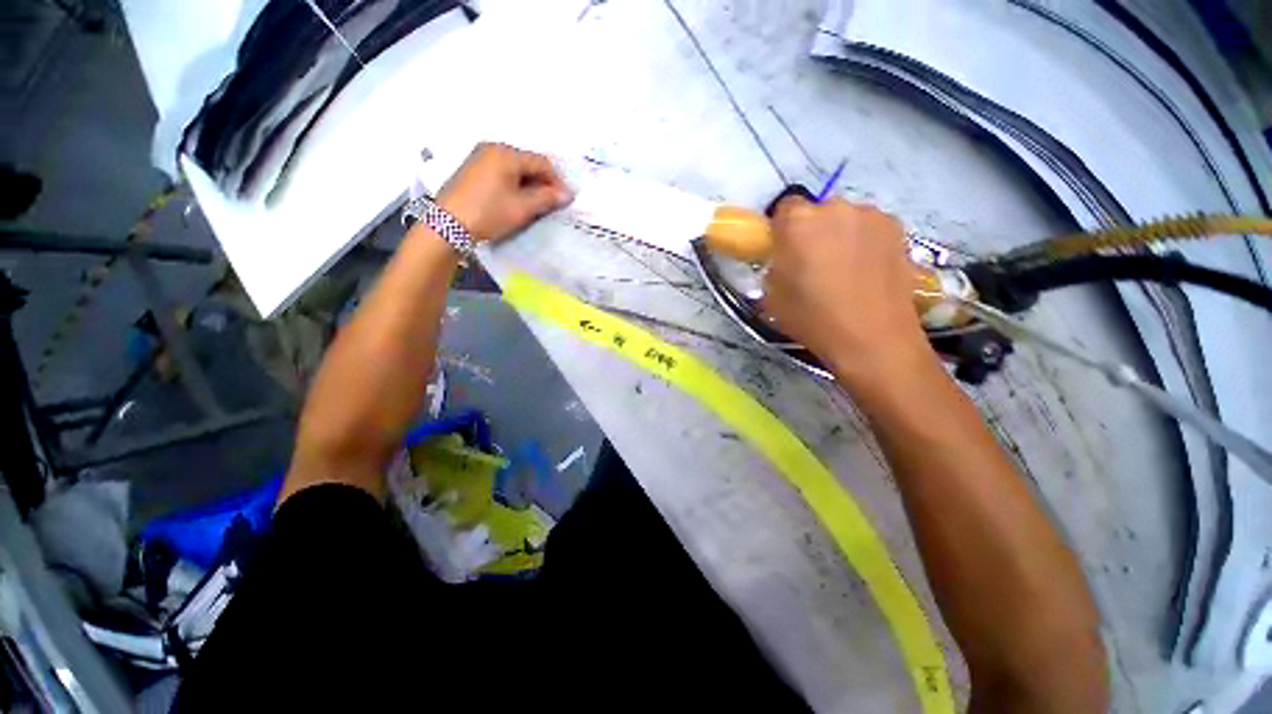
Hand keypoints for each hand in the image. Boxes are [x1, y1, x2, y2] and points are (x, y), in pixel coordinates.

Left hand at [437, 143, 573, 242]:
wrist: (447, 224)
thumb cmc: (489, 213)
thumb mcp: (522, 208)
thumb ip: (547, 198)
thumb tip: (567, 194)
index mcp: (506, 153)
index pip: (542, 162)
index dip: (557, 181)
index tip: (565, 200)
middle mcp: (493, 148)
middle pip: (528, 162)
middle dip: (543, 182)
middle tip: (552, 203)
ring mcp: (480, 157)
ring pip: (515, 168)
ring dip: (529, 184)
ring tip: (536, 205)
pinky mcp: (472, 169)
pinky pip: (502, 172)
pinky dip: (514, 184)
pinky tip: (517, 200)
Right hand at [762, 196, 932, 380]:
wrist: (871, 338)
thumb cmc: (812, 318)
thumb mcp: (772, 296)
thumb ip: (774, 268)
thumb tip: (783, 261)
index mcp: (798, 222)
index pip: (784, 207)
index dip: (782, 229)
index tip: (784, 250)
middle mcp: (835, 208)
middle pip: (817, 211)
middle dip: (812, 231)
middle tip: (813, 262)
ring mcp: (871, 216)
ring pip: (846, 219)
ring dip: (841, 235)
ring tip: (845, 270)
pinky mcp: (898, 228)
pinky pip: (871, 229)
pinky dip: (866, 242)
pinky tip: (867, 271)